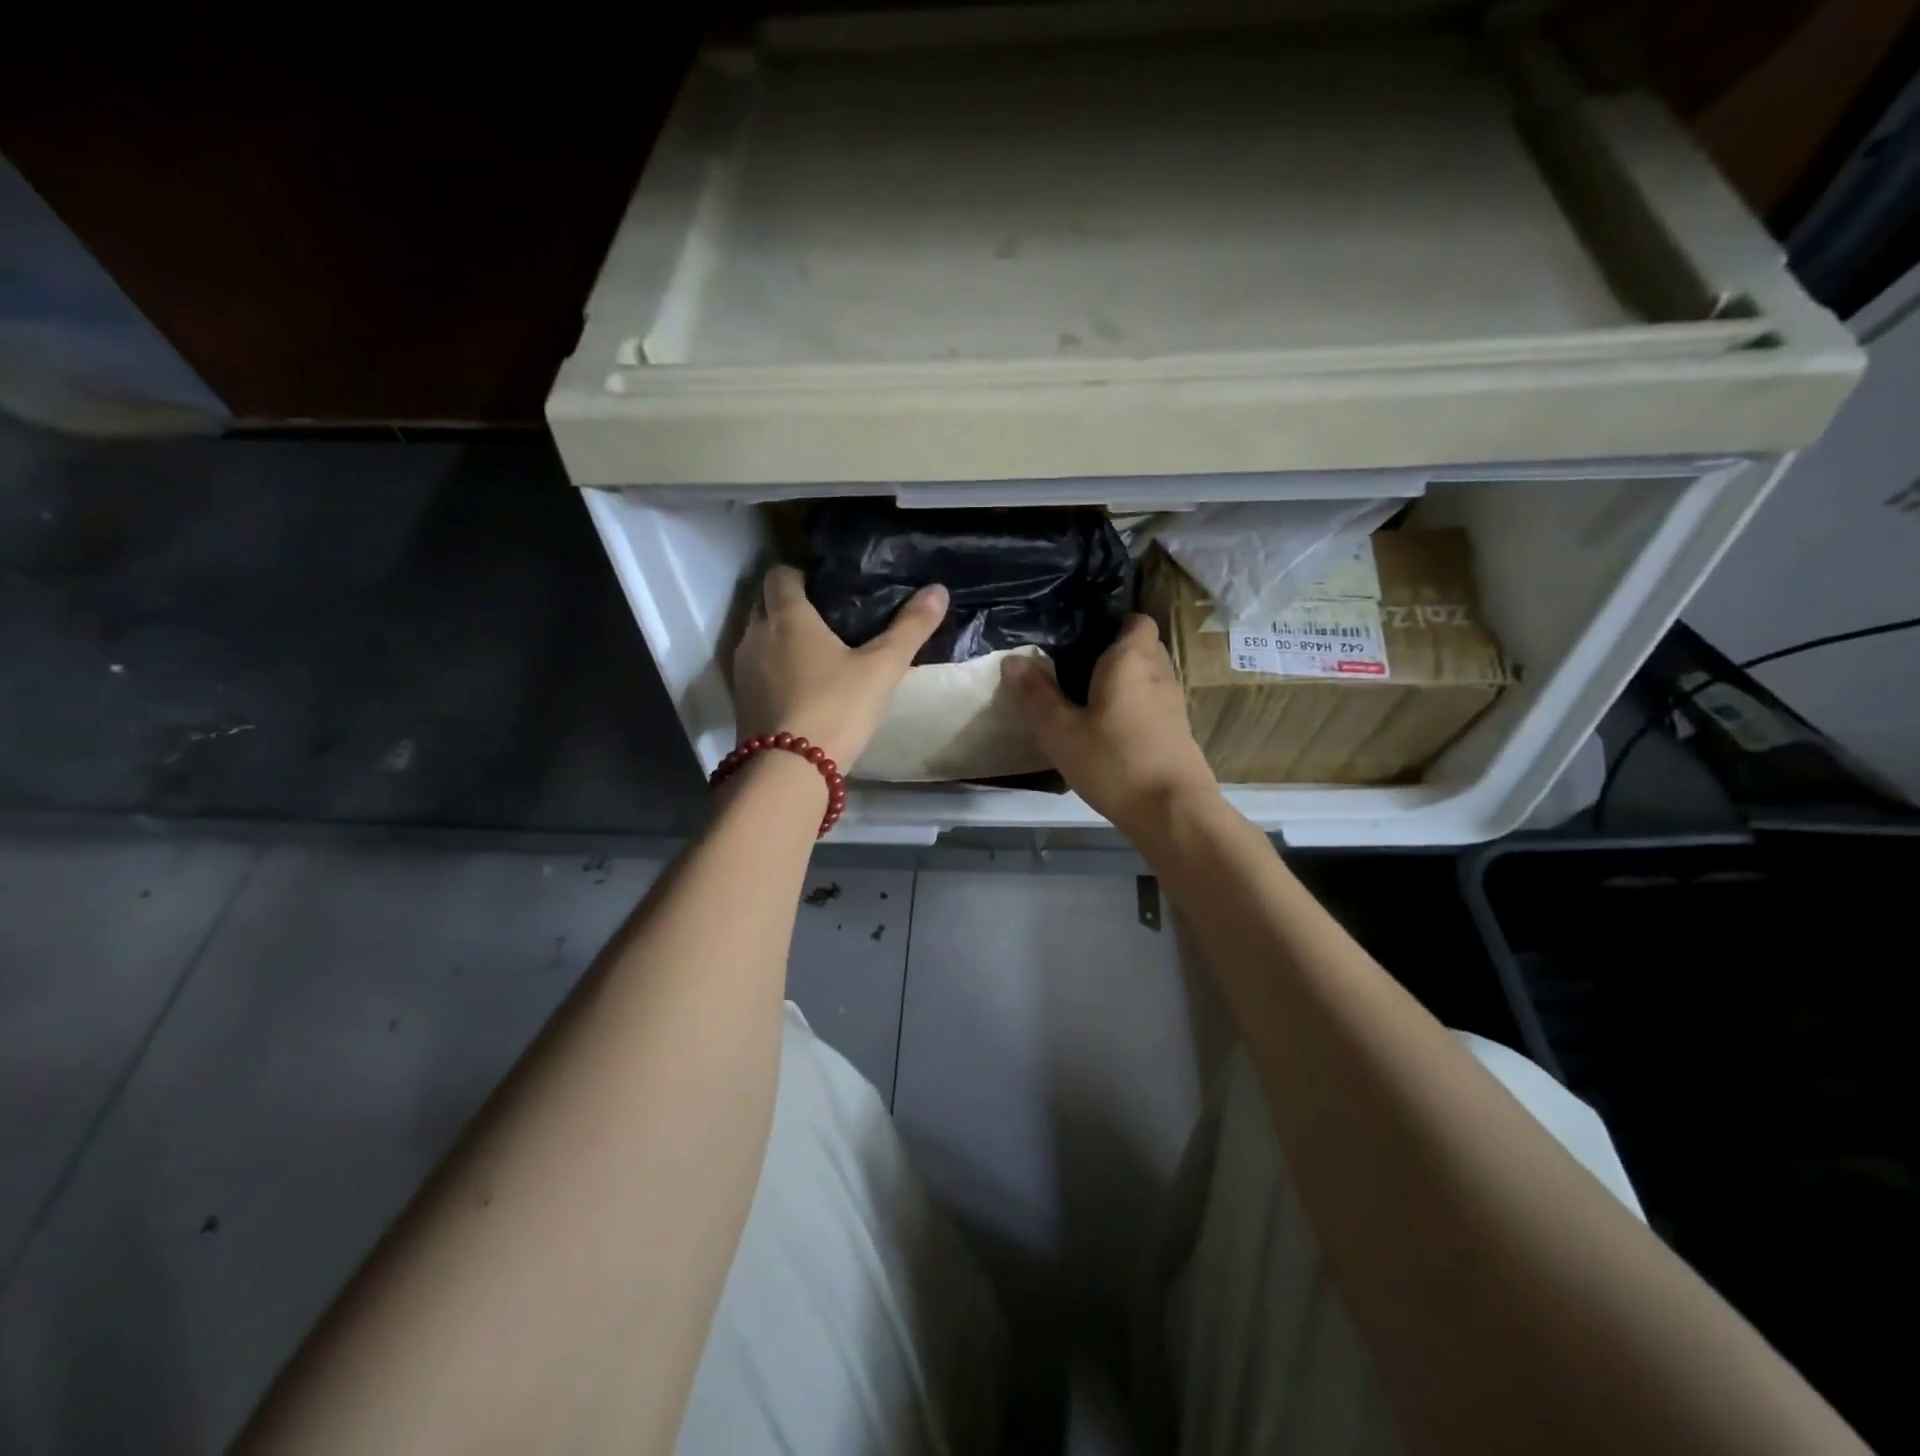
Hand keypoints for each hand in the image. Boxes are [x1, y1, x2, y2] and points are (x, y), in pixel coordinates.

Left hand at [732, 566, 946, 769]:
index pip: (780, 574)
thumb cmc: (837, 707)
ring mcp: (742, 670)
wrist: (789, 770)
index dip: (799, 574)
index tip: (824, 584)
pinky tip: (798, 685)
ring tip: (813, 651)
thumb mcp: (882, 668)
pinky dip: (771, 667)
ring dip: (777, 637)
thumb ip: (910, 628)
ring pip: (756, 637)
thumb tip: (938, 590)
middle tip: (824, 616)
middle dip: (787, 603)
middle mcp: (756, 635)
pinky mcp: (740, 700)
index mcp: (787, 616)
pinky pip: (754, 669)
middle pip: (763, 603)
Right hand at [1004, 614, 1219, 833]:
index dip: (1113, 623)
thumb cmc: (1113, 762)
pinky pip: (1153, 705)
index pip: (1136, 620)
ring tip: (1089, 700)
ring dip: (1125, 684)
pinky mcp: (1178, 733)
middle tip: (1076, 669)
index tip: (1082, 637)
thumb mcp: (1061, 732)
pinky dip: (1135, 709)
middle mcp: (1160, 673)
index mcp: (1132, 660)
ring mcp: (1174, 704)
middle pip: (1142, 647)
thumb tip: (1013, 660)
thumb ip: (1036, 695)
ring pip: (1149, 678)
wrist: (1172, 812)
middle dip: (1115, 653)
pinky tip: (1111, 732)